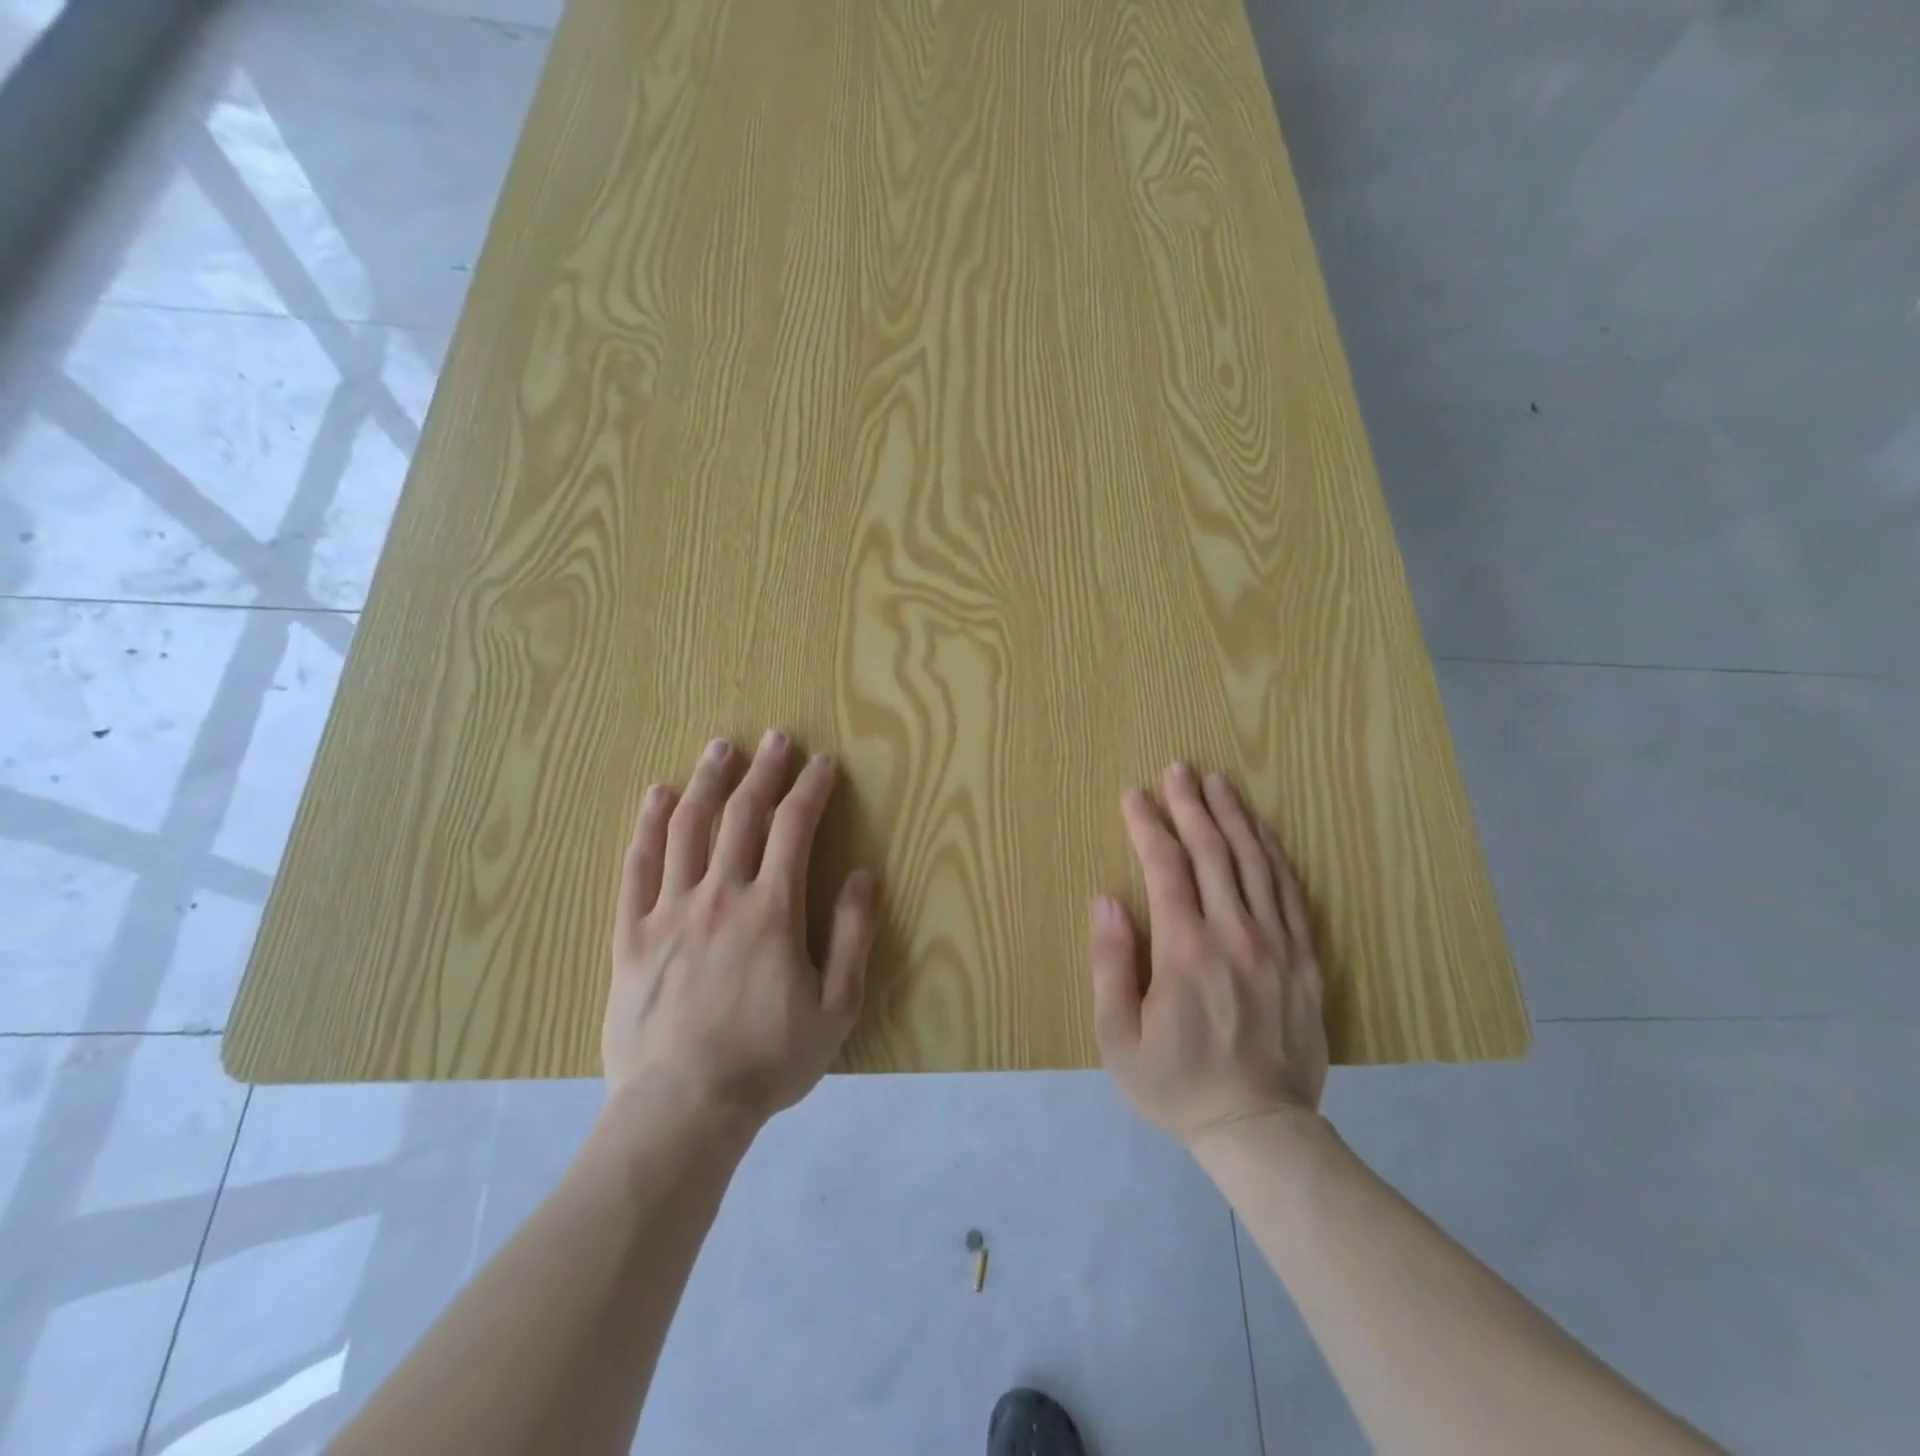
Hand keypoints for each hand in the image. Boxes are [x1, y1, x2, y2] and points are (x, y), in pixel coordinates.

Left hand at [603, 731, 876, 1129]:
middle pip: (742, 815)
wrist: (682, 1109)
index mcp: (772, 910)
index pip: (794, 829)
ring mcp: (670, 911)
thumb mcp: (835, 1007)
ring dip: (707, 782)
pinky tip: (657, 796)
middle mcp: (720, 895)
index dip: (811, 789)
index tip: (823, 763)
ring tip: (720, 748)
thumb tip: (862, 876)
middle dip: (763, 771)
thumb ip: (851, 937)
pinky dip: (649, 826)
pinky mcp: (632, 933)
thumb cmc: (768, 1061)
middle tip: (775, 738)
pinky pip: (638, 867)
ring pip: (687, 828)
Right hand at [1089, 763, 1327, 1148]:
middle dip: (1191, 805)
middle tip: (1178, 770)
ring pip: (1255, 863)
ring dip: (1234, 817)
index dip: (1147, 826)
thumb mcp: (1117, 1037)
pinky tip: (1263, 832)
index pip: (1165, 867)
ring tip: (1218, 783)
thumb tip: (1105, 900)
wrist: (1260, 1131)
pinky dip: (1274, 854)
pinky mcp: (1305, 960)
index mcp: (1185, 950)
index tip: (1133, 795)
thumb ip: (1110, 963)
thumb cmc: (1176, 1084)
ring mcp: (1277, 944)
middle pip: (1213, 851)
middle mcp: (1234, 934)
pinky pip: (1290, 893)